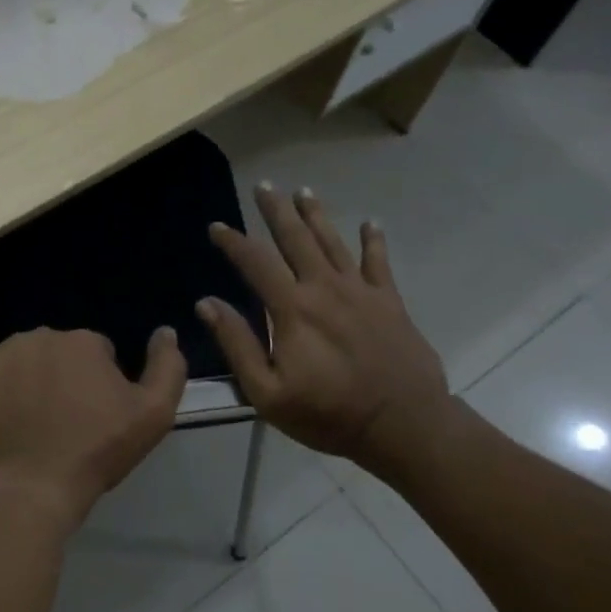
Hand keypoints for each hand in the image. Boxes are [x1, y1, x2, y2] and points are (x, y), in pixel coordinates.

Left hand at [0, 326, 186, 528]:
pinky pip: (5, 368)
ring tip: (42, 418)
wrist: (36, 483)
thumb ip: (168, 366)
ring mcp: (9, 351)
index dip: (103, 384)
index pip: (101, 352)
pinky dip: (10, 384)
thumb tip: (165, 331)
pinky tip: (17, 413)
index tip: (99, 414)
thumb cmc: (98, 449)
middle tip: (71, 418)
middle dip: (70, 375)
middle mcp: (44, 334)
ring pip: (34, 357)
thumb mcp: (154, 414)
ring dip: (40, 376)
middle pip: (66, 351)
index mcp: (85, 340)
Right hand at [198, 186, 451, 473]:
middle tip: (264, 185)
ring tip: (304, 190)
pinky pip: (379, 263)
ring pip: (333, 242)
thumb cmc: (328, 413)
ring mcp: (360, 292)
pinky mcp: (389, 302)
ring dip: (316, 215)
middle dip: (276, 210)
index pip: (255, 263)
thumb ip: (237, 344)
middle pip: (296, 239)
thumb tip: (207, 304)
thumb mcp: (267, 392)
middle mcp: (324, 288)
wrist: (403, 426)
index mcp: (292, 309)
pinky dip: (373, 241)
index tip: (217, 227)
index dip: (233, 242)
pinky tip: (370, 223)